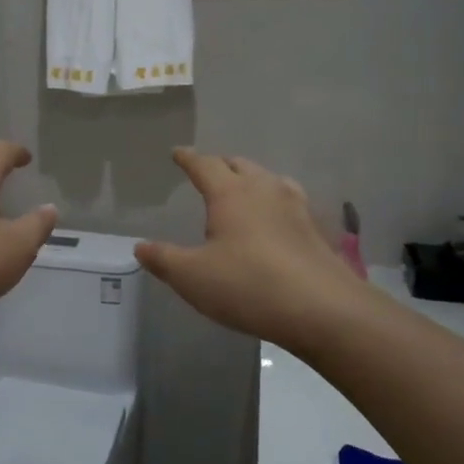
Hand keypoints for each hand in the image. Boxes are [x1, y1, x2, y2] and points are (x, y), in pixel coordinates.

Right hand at [137, 148, 361, 354]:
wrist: (323, 309)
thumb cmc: (248, 285)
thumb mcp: (193, 277)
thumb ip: (164, 259)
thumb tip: (140, 246)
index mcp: (230, 194)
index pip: (204, 165)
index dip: (188, 158)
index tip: (178, 153)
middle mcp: (264, 190)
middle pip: (240, 165)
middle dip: (221, 165)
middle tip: (208, 172)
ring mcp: (295, 207)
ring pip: (269, 179)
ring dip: (251, 179)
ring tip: (242, 190)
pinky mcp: (315, 229)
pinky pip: (289, 201)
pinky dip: (274, 201)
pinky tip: (275, 220)